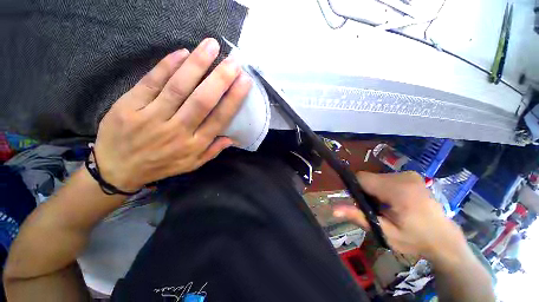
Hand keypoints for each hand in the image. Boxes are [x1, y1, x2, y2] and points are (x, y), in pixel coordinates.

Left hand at [93, 38, 251, 191]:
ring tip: (211, 46)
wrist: (118, 169)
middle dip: (220, 79)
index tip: (245, 82)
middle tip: (234, 62)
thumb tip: (231, 138)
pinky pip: (151, 82)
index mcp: (194, 145)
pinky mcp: (129, 106)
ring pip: (178, 87)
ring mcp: (151, 117)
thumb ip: (212, 151)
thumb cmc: (161, 165)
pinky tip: (182, 53)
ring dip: (197, 65)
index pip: (219, 118)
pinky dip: (167, 66)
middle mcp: (177, 131)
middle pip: (202, 101)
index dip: (233, 99)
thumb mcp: (192, 164)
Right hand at [333, 171, 467, 263]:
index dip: (355, 189)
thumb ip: (358, 217)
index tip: (362, 204)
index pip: (362, 178)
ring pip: (376, 177)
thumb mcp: (384, 233)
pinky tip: (394, 201)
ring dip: (374, 190)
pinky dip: (383, 187)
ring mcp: (410, 174)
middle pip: (369, 178)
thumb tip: (333, 210)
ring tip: (386, 207)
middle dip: (366, 191)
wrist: (445, 240)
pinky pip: (385, 177)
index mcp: (398, 190)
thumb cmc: (415, 240)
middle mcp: (404, 176)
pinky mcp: (412, 175)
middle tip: (376, 209)